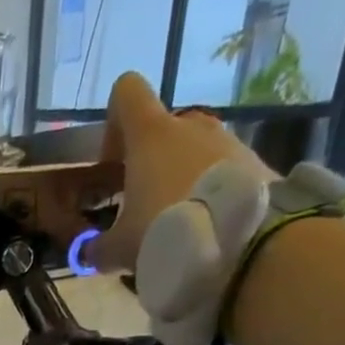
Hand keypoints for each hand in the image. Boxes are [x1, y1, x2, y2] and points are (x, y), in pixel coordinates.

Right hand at [89, 73, 272, 272]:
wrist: (244, 243)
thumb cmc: (166, 232)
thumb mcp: (119, 249)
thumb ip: (97, 248)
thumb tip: (89, 252)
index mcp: (151, 134)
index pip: (127, 93)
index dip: (114, 123)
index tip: (112, 164)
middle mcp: (190, 125)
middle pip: (161, 129)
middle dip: (148, 163)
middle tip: (141, 207)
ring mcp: (226, 141)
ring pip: (192, 152)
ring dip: (179, 180)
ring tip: (176, 226)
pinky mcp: (254, 162)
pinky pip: (220, 172)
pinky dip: (208, 194)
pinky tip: (204, 230)